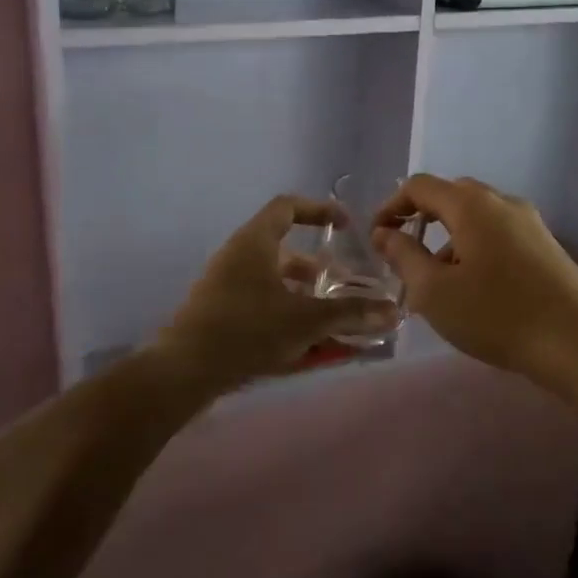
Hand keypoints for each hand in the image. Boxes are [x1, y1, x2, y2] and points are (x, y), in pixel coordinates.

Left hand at [159, 195, 399, 389]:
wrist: (183, 371)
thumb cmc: (247, 330)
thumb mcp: (306, 320)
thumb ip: (350, 313)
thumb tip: (393, 310)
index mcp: (254, 242)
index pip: (287, 207)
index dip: (319, 210)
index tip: (345, 225)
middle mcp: (237, 256)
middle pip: (282, 248)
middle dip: (316, 267)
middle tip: (341, 283)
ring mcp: (223, 285)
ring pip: (271, 279)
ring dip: (301, 293)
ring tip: (327, 316)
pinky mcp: (217, 312)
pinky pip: (258, 302)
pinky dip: (283, 312)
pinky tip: (301, 342)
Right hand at [371, 175, 577, 387]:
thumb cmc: (497, 314)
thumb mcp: (435, 291)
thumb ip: (403, 256)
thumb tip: (384, 233)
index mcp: (471, 204)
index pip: (419, 186)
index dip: (391, 206)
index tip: (377, 237)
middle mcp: (501, 201)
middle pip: (450, 196)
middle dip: (421, 220)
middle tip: (404, 256)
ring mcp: (529, 221)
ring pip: (476, 217)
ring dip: (449, 239)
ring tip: (438, 283)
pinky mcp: (546, 244)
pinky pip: (498, 233)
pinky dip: (475, 248)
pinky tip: (475, 288)